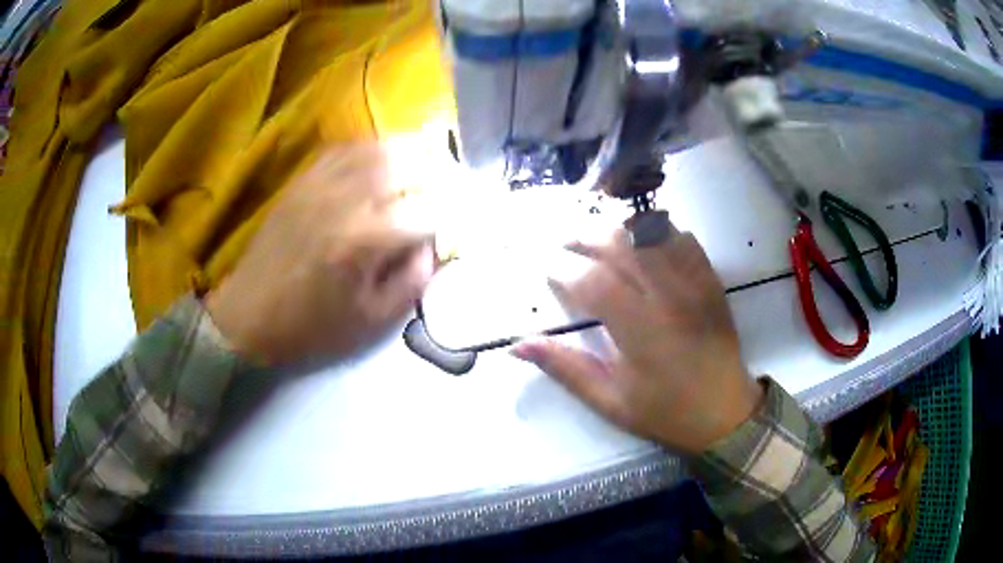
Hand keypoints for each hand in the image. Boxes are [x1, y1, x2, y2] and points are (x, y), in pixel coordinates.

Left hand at [206, 145, 433, 366]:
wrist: (250, 313)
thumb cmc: (311, 326)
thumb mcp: (371, 321)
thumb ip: (412, 281)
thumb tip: (433, 247)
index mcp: (367, 240)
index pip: (429, 211)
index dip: (452, 215)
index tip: (459, 224)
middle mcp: (349, 200)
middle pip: (411, 166)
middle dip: (441, 175)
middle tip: (452, 187)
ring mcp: (324, 183)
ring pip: (381, 149)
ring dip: (413, 153)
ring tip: (428, 163)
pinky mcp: (306, 179)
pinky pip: (347, 148)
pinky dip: (374, 149)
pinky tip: (384, 159)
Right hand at [511, 227, 762, 453]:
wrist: (724, 411)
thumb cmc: (664, 411)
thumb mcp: (609, 400)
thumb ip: (564, 368)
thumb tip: (518, 345)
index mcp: (640, 331)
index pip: (593, 282)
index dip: (564, 270)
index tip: (549, 270)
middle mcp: (668, 297)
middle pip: (621, 245)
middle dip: (586, 238)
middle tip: (566, 244)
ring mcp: (693, 283)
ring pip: (652, 234)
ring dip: (619, 230)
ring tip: (599, 240)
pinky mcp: (710, 279)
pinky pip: (682, 239)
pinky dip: (657, 232)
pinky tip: (642, 242)